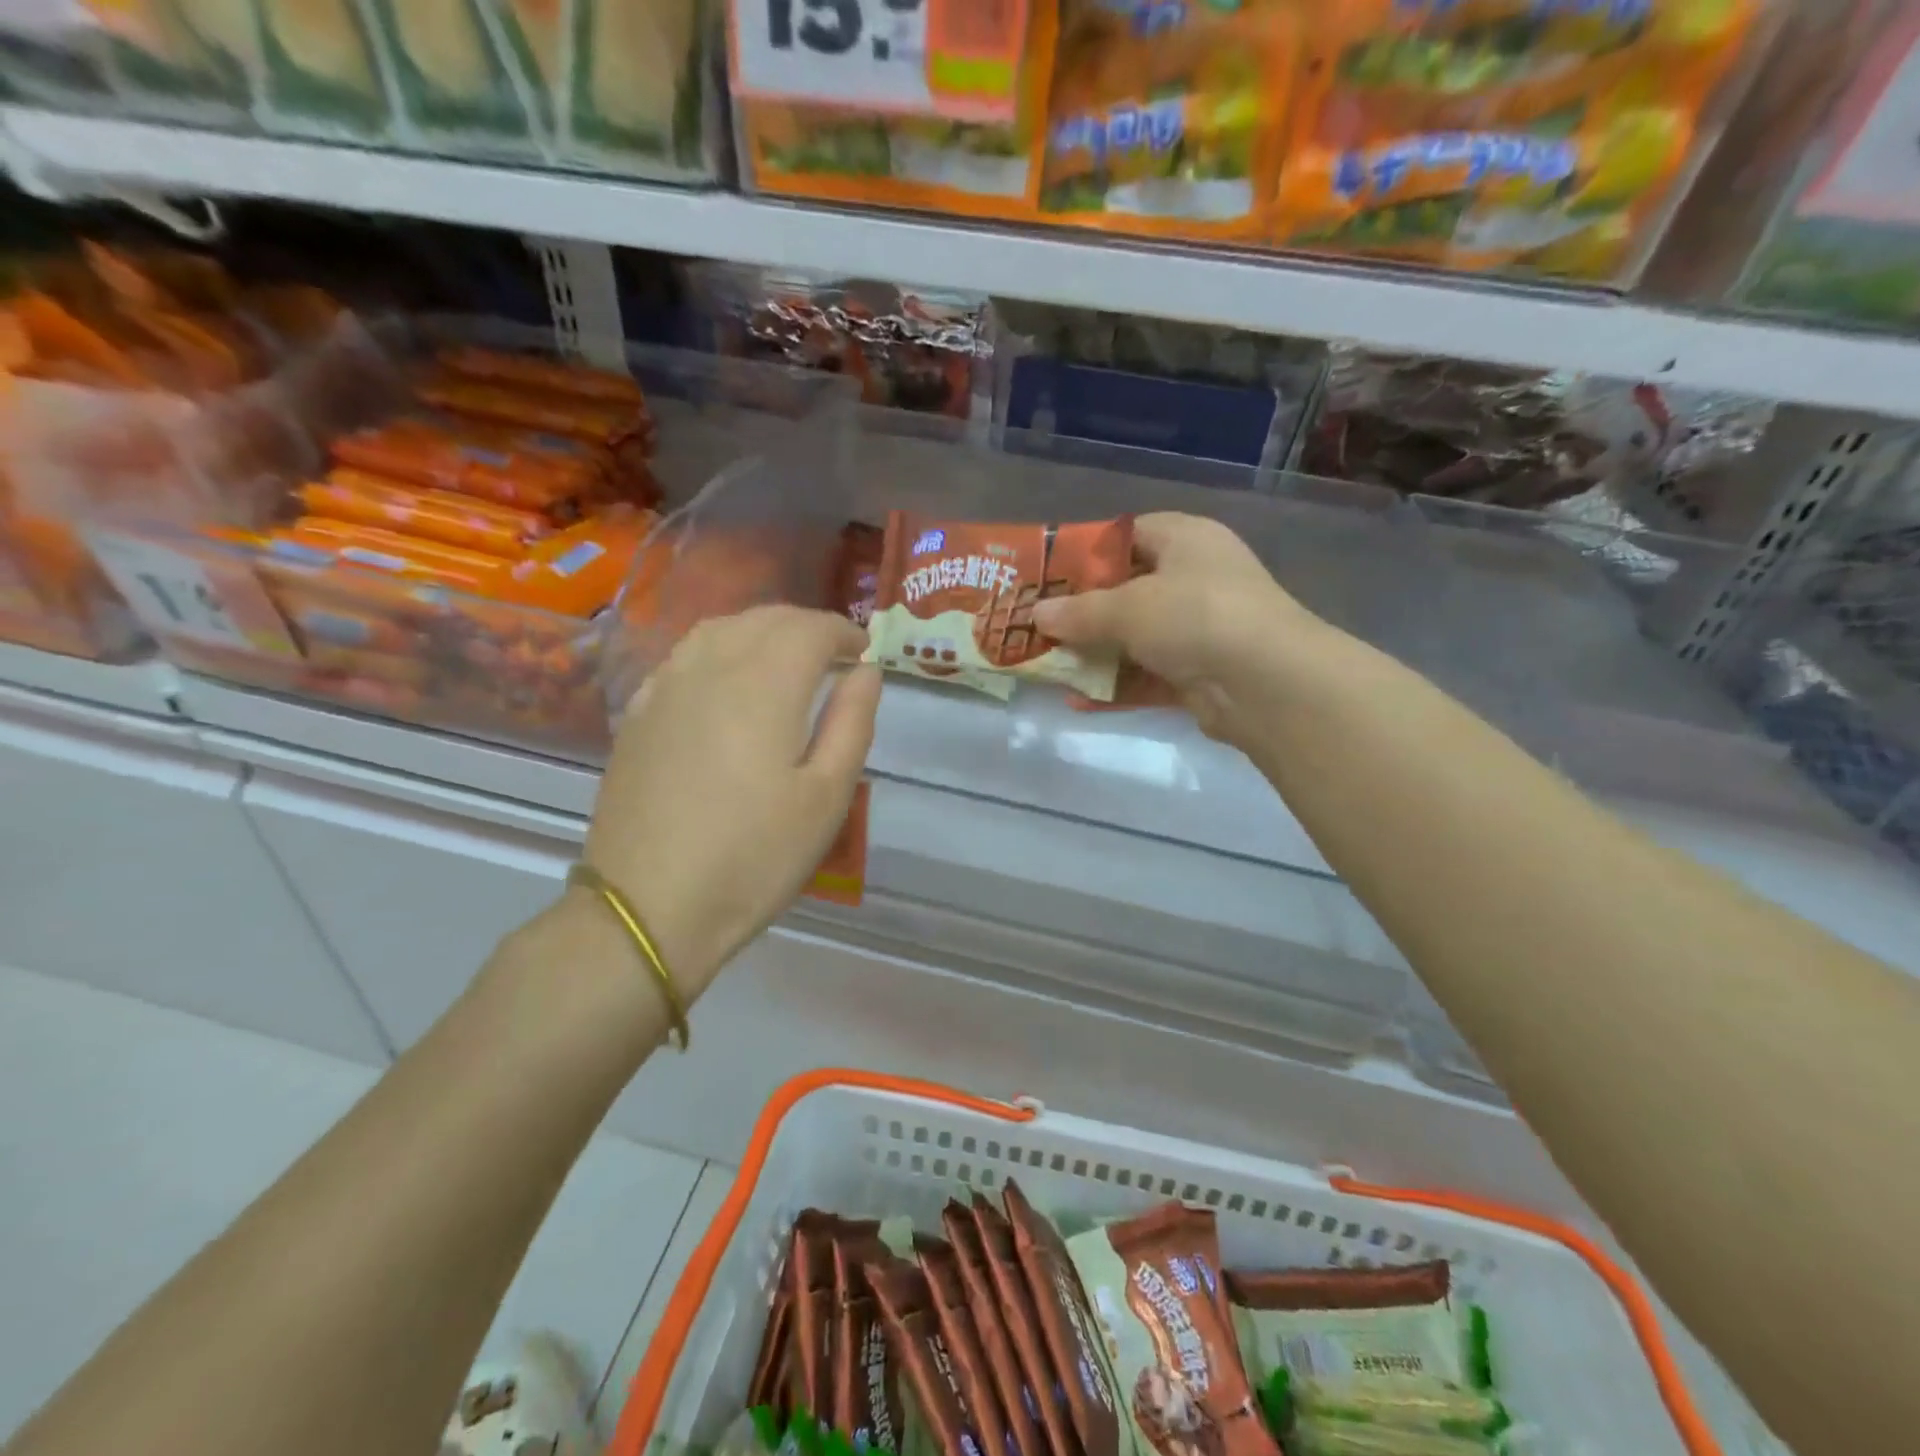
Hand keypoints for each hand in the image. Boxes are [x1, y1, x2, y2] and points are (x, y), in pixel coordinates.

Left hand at [580, 605, 879, 1002]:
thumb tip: (866, 671)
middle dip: (806, 627)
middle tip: (833, 656)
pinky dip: (718, 650)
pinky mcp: (638, 714)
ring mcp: (666, 687)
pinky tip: (726, 681)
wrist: (649, 906)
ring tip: (784, 661)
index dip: (844, 631)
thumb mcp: (826, 797)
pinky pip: (684, 656)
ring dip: (761, 631)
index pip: (810, 628)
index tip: (864, 651)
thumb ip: (852, 722)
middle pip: (764, 619)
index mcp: (764, 684)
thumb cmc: (754, 856)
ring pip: (719, 629)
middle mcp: (711, 668)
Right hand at [1033, 513, 1323, 747]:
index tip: (1046, 576)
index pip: (1126, 535)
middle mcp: (1196, 578)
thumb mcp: (1128, 607)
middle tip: (1039, 626)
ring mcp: (1201, 628)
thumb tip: (1037, 614)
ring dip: (1094, 654)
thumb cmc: (1195, 616)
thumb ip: (1079, 611)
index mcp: (1185, 539)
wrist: (1267, 684)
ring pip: (1135, 637)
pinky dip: (1116, 686)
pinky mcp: (1200, 673)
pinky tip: (1077, 699)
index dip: (1084, 553)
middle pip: (1127, 590)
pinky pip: (1147, 675)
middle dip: (1082, 612)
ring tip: (1048, 665)